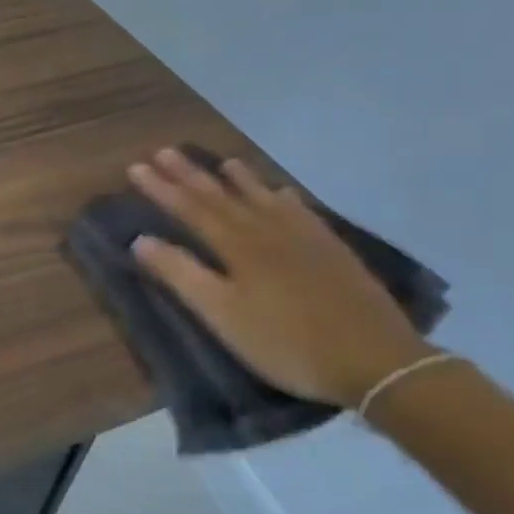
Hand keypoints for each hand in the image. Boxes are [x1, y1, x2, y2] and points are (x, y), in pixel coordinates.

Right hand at [128, 149, 435, 407]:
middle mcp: (267, 232)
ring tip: (223, 162)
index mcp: (237, 247)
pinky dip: (286, 199)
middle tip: (166, 152)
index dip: (162, 189)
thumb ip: (181, 274)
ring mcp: (304, 239)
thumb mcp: (222, 315)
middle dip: (191, 175)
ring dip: (239, 180)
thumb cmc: (286, 342)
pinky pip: (302, 213)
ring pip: (264, 199)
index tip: (136, 168)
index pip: (190, 209)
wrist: (377, 362)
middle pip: (222, 197)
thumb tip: (140, 239)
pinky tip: (284, 192)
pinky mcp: (333, 252)